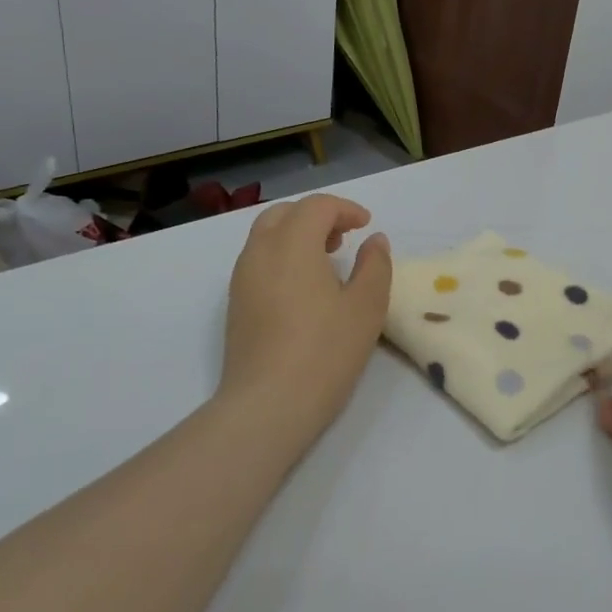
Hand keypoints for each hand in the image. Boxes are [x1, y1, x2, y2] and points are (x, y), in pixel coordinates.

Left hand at [215, 195, 392, 448]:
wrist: (268, 405)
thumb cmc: (325, 352)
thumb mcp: (366, 307)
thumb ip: (375, 265)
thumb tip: (374, 240)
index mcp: (292, 244)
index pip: (316, 206)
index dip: (345, 209)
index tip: (367, 226)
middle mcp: (260, 252)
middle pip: (284, 213)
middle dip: (316, 216)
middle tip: (344, 237)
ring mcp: (242, 279)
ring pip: (266, 236)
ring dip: (297, 235)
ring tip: (326, 261)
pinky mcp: (236, 304)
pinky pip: (258, 261)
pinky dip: (282, 256)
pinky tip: (304, 288)